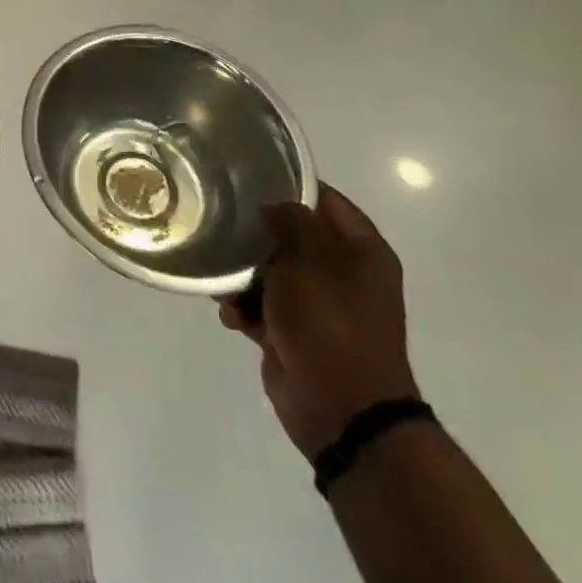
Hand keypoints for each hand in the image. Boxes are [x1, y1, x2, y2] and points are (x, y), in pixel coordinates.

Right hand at [218, 184, 419, 457]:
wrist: (340, 407)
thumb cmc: (330, 321)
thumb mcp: (309, 258)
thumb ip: (290, 220)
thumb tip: (272, 206)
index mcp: (362, 251)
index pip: (325, 200)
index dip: (290, 184)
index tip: (249, 175)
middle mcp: (342, 273)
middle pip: (291, 235)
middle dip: (255, 232)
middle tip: (219, 218)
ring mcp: (317, 306)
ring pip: (269, 271)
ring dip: (242, 275)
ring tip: (219, 275)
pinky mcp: (293, 333)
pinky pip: (260, 307)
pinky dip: (243, 308)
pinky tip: (229, 313)